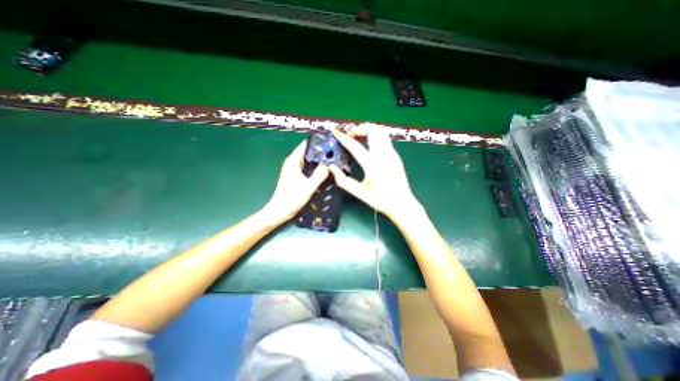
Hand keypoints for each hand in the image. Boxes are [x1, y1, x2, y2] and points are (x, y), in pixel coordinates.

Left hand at [263, 142, 329, 221]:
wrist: (280, 211)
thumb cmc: (292, 198)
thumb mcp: (309, 186)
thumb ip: (320, 174)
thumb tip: (330, 164)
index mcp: (293, 161)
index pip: (305, 145)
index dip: (317, 142)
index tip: (330, 143)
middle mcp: (292, 163)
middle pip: (308, 152)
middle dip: (320, 152)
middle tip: (334, 153)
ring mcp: (293, 170)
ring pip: (308, 161)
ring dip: (318, 160)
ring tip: (332, 161)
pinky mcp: (295, 177)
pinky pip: (307, 168)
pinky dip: (314, 168)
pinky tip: (323, 172)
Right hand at [328, 125, 420, 219]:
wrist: (402, 204)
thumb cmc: (380, 200)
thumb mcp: (359, 193)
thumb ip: (343, 181)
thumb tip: (331, 168)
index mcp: (372, 164)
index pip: (355, 145)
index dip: (343, 137)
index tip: (334, 131)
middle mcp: (383, 155)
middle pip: (373, 130)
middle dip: (359, 128)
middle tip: (351, 137)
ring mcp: (392, 153)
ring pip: (381, 131)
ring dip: (369, 130)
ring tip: (360, 139)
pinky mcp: (396, 155)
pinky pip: (385, 138)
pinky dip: (375, 136)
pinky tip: (370, 147)